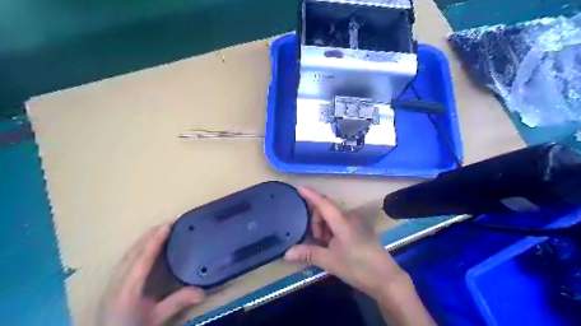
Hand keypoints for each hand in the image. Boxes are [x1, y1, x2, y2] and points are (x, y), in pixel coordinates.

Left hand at [99, 221, 205, 325]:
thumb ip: (177, 302)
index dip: (158, 237)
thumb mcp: (156, 319)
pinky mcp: (114, 282)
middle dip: (153, 232)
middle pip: (136, 248)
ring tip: (162, 227)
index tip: (171, 222)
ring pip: (130, 250)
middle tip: (172, 220)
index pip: (145, 254)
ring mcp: (114, 279)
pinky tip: (147, 244)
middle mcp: (119, 278)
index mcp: (129, 285)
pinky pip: (128, 256)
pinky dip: (140, 244)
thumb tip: (203, 291)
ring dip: (146, 236)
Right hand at [286, 188, 407, 298]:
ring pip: (332, 217)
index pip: (323, 203)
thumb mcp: (330, 261)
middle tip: (314, 240)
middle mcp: (348, 218)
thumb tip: (286, 253)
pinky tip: (331, 246)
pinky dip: (330, 231)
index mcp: (341, 222)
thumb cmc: (357, 267)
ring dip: (323, 227)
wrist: (385, 278)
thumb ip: (308, 253)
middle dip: (315, 220)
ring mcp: (354, 224)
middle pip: (326, 209)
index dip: (310, 194)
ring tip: (323, 245)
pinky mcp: (358, 230)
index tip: (298, 187)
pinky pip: (339, 224)